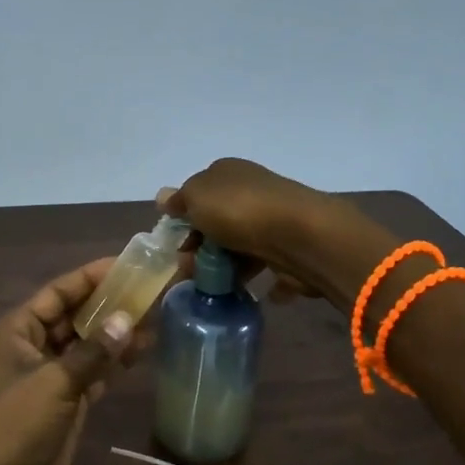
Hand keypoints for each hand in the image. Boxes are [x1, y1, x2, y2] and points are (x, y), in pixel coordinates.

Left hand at [0, 260, 142, 464]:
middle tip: (151, 288)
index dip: (92, 276)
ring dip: (116, 332)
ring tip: (156, 314)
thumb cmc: (13, 424)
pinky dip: (115, 362)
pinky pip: (93, 371)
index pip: (59, 291)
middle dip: (109, 304)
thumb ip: (93, 351)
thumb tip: (129, 319)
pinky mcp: (64, 401)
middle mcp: (32, 345)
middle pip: (74, 315)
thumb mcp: (54, 383)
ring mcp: (49, 374)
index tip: (128, 264)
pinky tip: (144, 349)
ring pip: (87, 343)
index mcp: (18, 329)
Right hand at [158, 158, 344, 299]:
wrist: (300, 236)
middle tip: (190, 270)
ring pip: (242, 245)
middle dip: (201, 247)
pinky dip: (262, 280)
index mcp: (228, 173)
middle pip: (218, 222)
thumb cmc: (239, 210)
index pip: (198, 193)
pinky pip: (270, 265)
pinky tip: (251, 291)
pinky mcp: (292, 248)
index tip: (176, 244)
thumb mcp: (196, 197)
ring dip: (227, 267)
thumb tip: (164, 197)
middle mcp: (252, 191)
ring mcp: (274, 219)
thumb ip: (179, 200)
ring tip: (215, 287)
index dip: (184, 218)